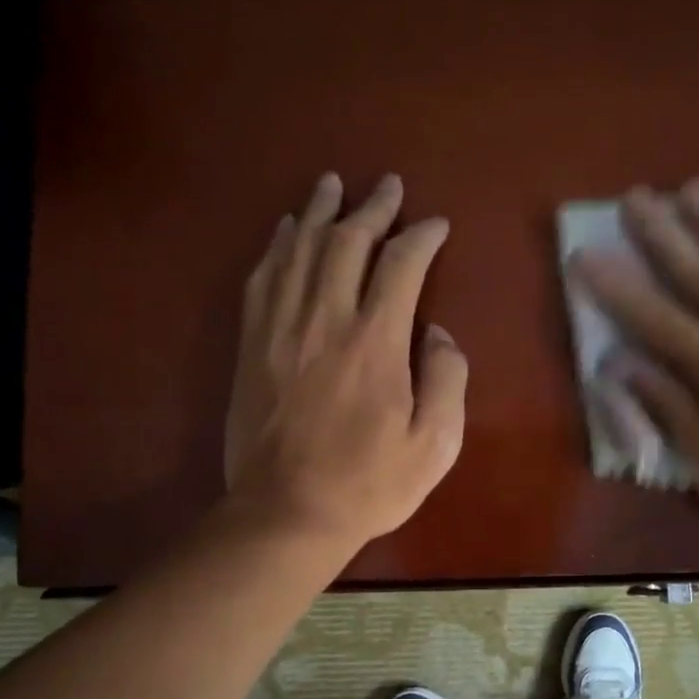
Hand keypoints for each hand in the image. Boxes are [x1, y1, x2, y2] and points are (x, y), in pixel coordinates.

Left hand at [224, 172, 466, 549]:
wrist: (286, 513)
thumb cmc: (368, 484)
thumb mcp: (434, 444)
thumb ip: (446, 379)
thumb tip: (436, 333)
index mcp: (376, 341)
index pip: (401, 264)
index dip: (421, 236)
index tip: (436, 225)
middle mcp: (326, 319)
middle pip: (346, 241)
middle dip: (371, 207)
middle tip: (387, 186)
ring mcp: (281, 329)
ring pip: (299, 249)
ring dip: (318, 211)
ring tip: (332, 185)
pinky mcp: (251, 345)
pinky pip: (262, 279)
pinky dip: (276, 247)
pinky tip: (285, 230)